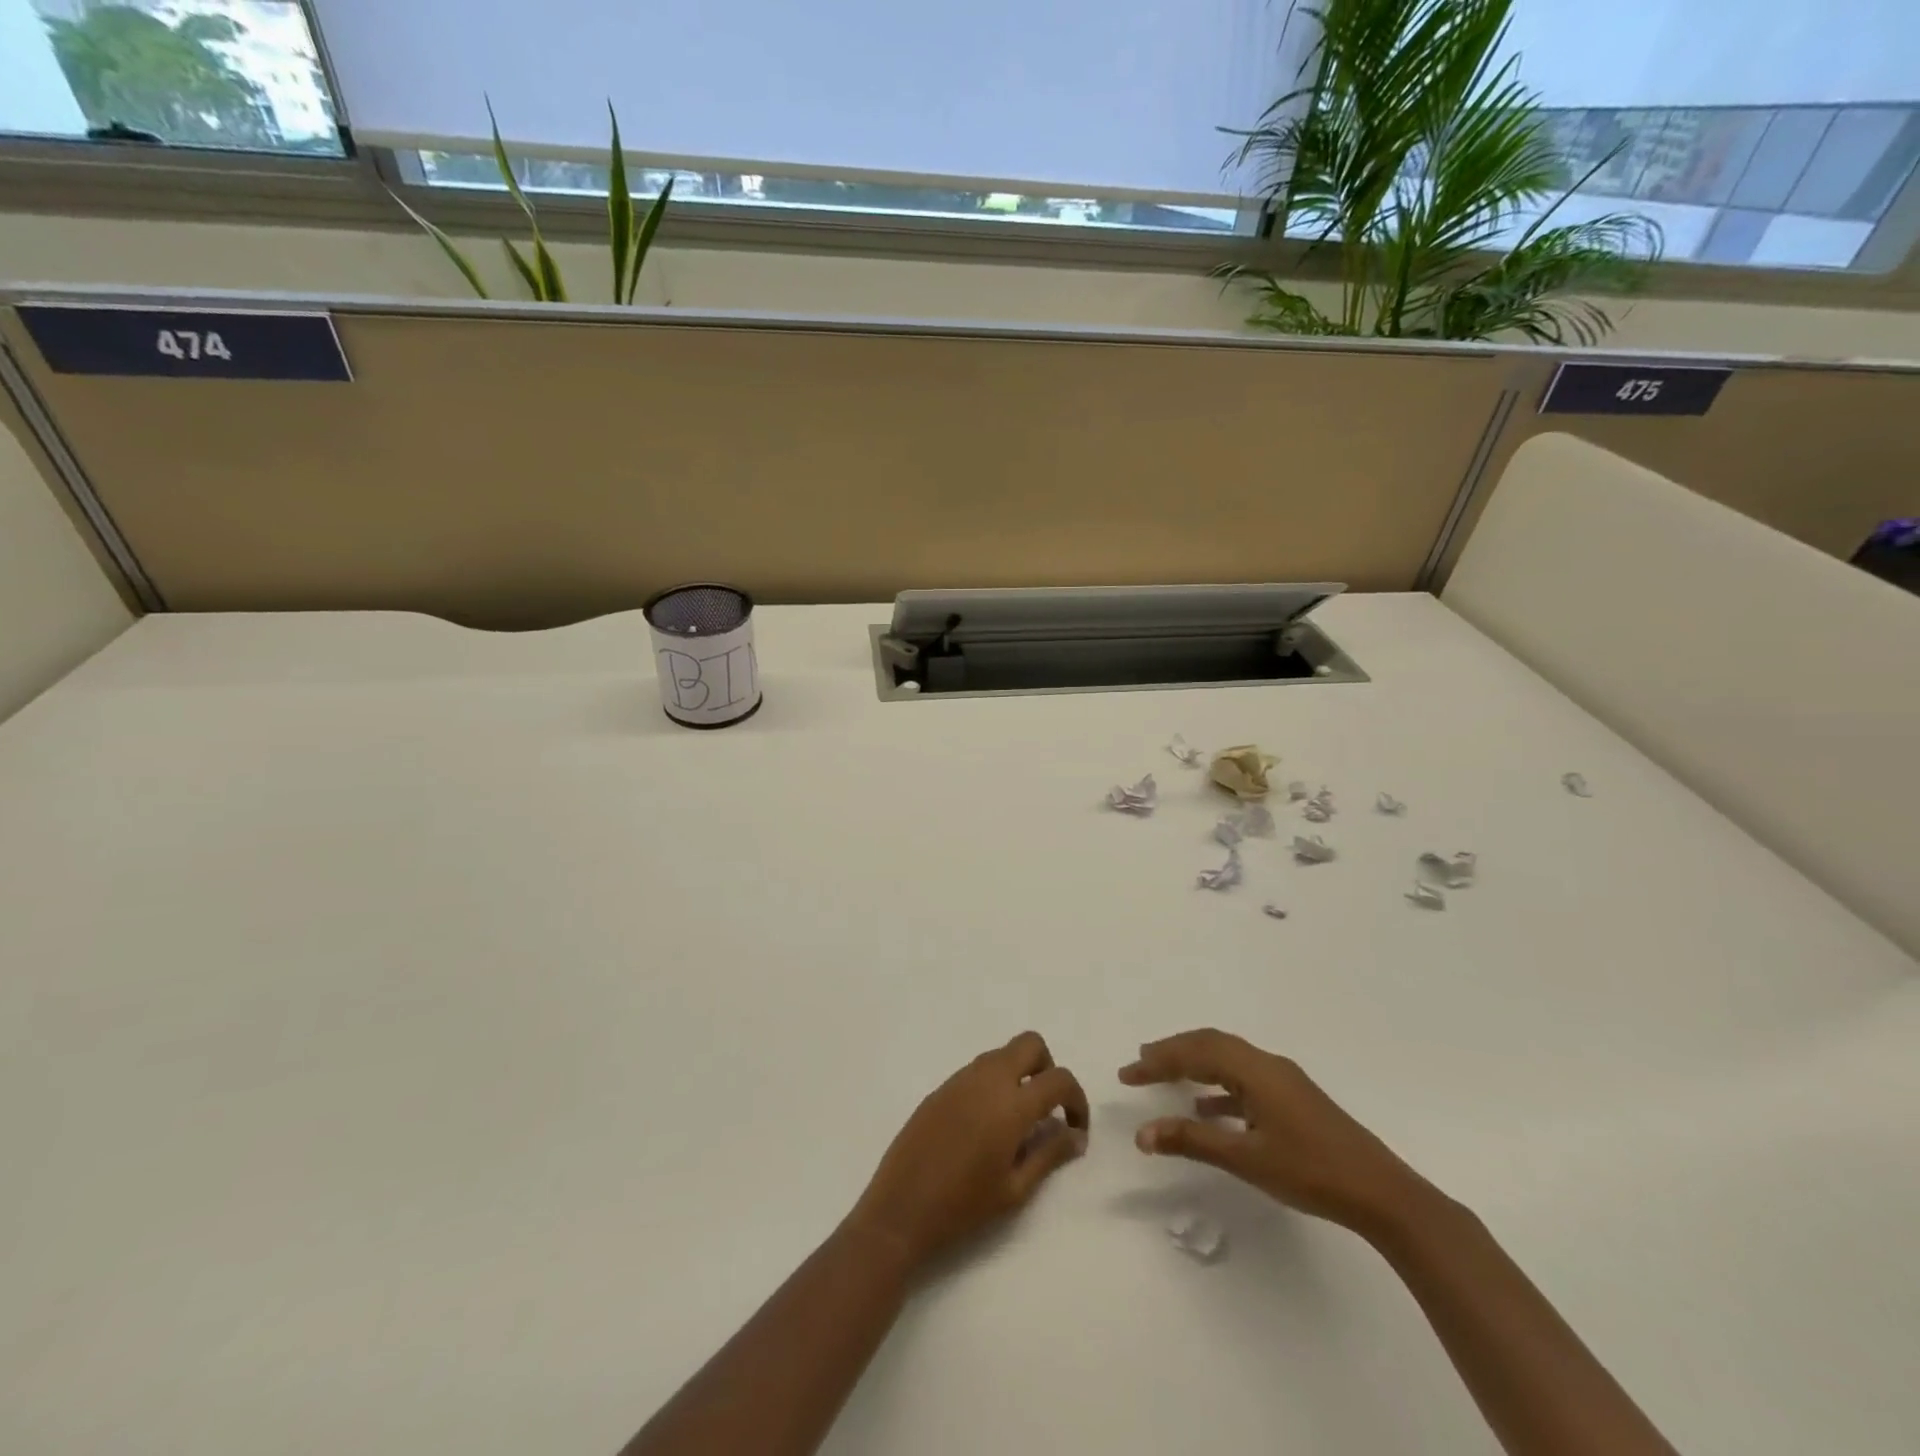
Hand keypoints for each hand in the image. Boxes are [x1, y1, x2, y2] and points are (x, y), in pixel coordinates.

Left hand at [848, 1031, 1088, 1268]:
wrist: (901, 1208)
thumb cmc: (963, 1206)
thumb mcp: (1015, 1189)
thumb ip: (1049, 1154)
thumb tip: (1076, 1136)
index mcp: (1011, 1104)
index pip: (1059, 1078)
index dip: (1077, 1099)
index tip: (1075, 1128)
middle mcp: (987, 1078)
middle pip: (1030, 1044)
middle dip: (1048, 1069)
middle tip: (1046, 1110)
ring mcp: (961, 1078)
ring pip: (1002, 1053)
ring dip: (1020, 1074)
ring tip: (1017, 1122)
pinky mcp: (941, 1087)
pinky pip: (978, 1070)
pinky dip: (994, 1083)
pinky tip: (986, 1124)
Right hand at [1120, 1028, 1424, 1236]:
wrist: (1383, 1194)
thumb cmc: (1311, 1172)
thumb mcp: (1246, 1159)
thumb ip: (1192, 1142)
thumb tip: (1143, 1133)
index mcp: (1254, 1070)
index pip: (1194, 1053)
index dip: (1158, 1061)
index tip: (1127, 1073)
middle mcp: (1267, 1064)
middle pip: (1210, 1044)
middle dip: (1172, 1052)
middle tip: (1140, 1064)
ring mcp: (1283, 1080)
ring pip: (1227, 1058)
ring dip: (1194, 1063)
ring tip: (1165, 1075)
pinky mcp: (1293, 1098)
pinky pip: (1244, 1077)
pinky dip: (1218, 1085)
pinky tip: (1207, 1110)